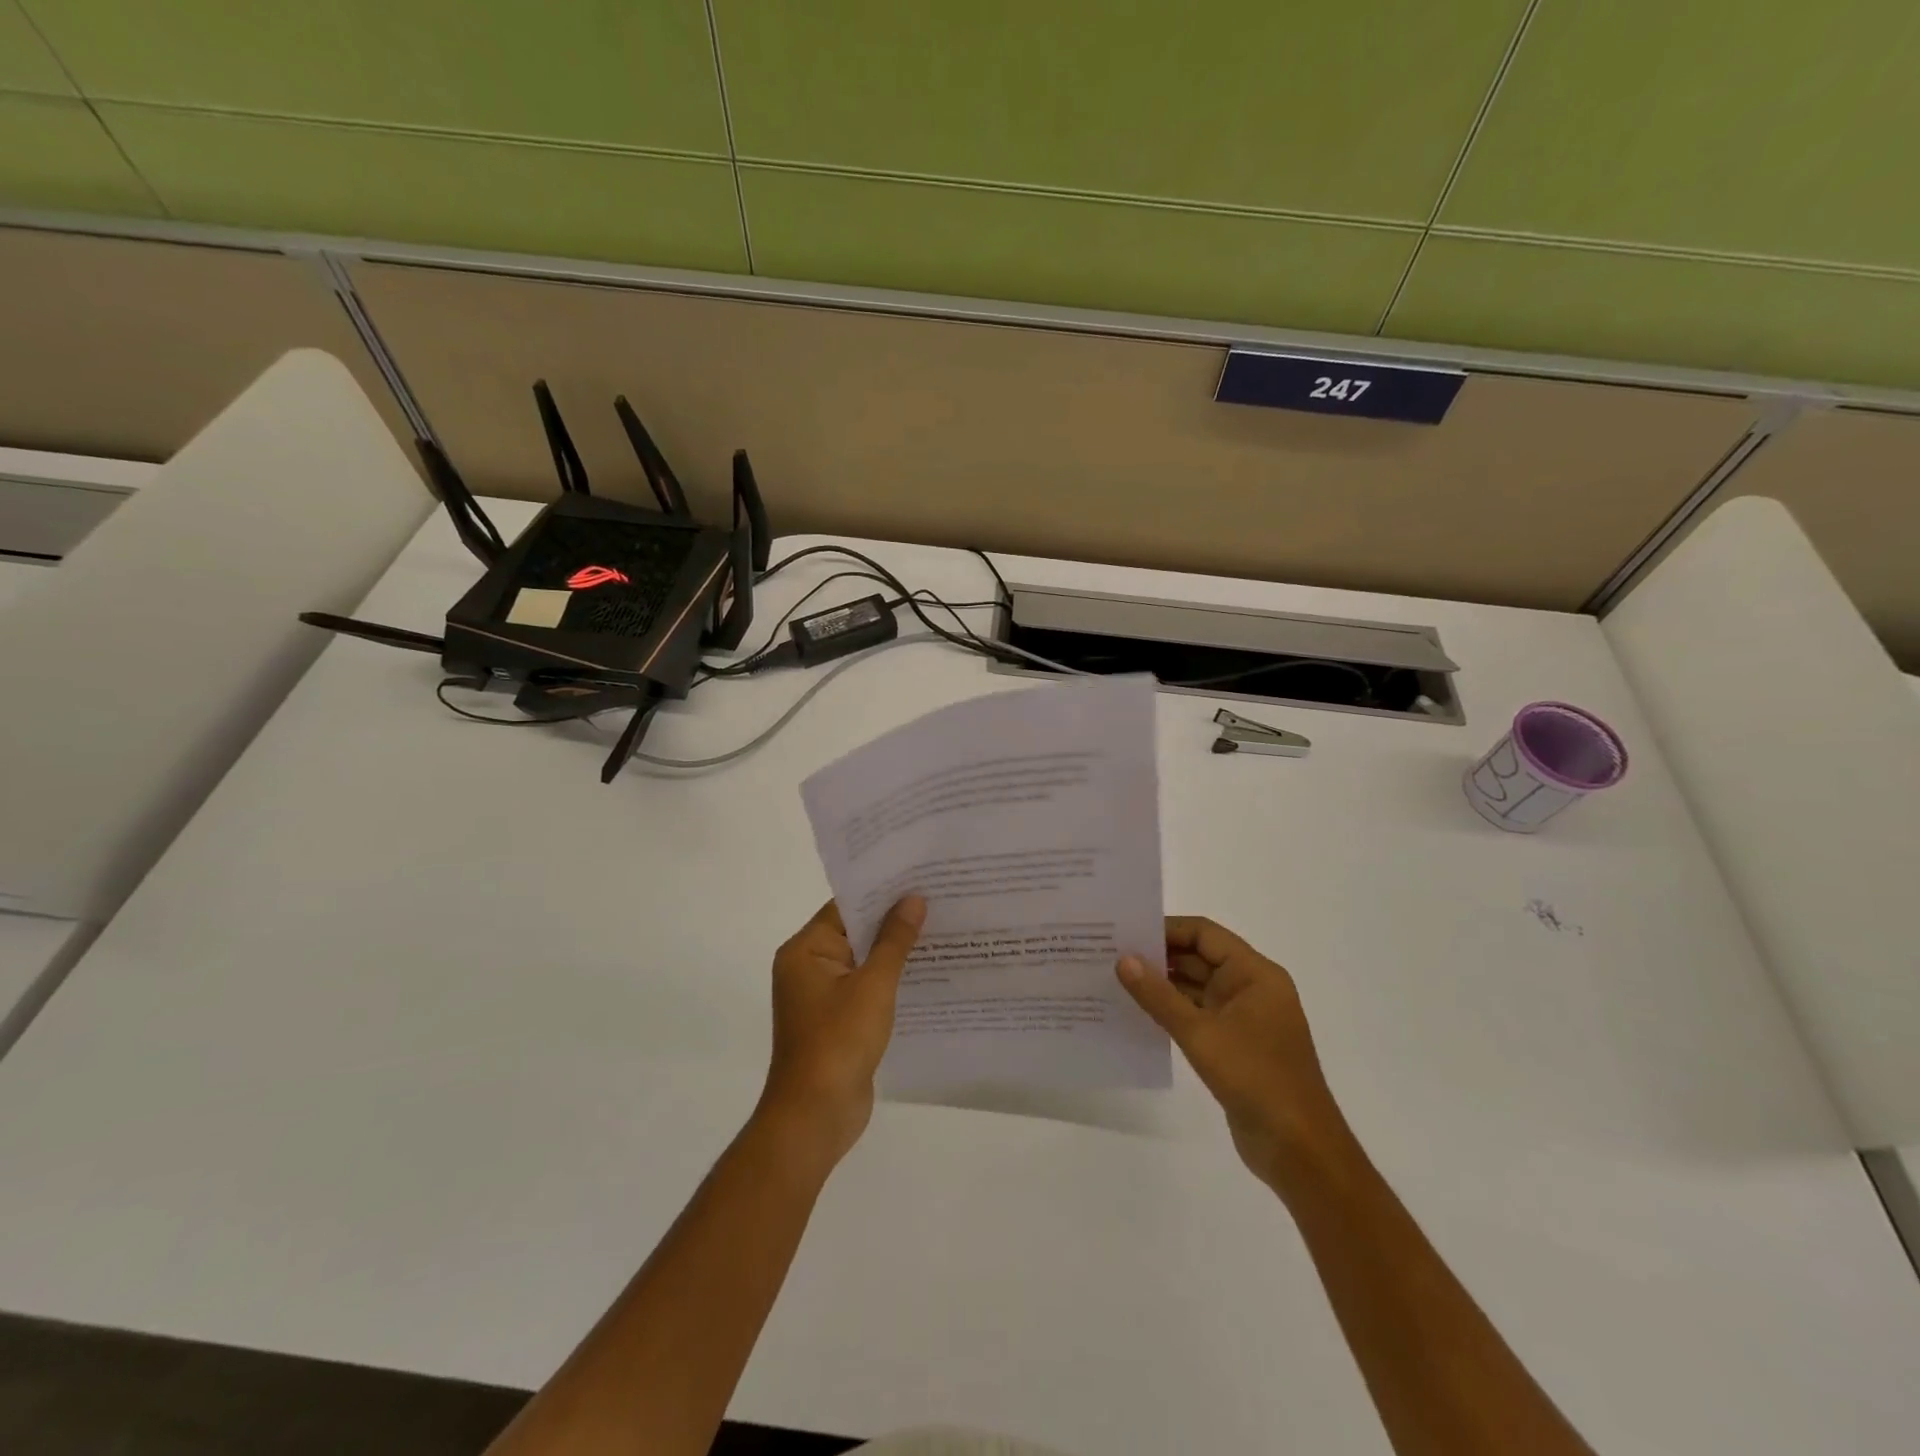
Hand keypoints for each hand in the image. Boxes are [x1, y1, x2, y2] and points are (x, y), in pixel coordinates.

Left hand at [760, 895, 925, 1167]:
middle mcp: (808, 967)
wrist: (815, 1116)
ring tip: (941, 931)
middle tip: (939, 900)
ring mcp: (822, 996)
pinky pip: (866, 988)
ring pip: (864, 961)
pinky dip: (891, 980)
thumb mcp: (873, 985)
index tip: (919, 878)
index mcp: (805, 950)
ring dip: (895, 951)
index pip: (846, 906)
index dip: (882, 892)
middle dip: (894, 920)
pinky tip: (928, 974)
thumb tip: (913, 899)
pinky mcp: (837, 1020)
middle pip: (855, 931)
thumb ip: (894, 940)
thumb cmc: (839, 1041)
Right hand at [1119, 917, 1350, 1191]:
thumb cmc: (1255, 1078)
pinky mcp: (1235, 1045)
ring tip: (1116, 981)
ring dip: (1162, 986)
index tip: (1126, 932)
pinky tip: (1138, 1014)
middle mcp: (1252, 988)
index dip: (1166, 930)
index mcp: (1255, 974)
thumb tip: (1124, 960)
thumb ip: (1159, 995)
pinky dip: (1171, 1012)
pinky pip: (1198, 1016)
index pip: (1204, 934)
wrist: (1298, 1149)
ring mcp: (1244, 1019)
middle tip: (1111, 955)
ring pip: (1196, 988)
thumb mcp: (1201, 1033)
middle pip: (1199, 958)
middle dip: (1158, 957)